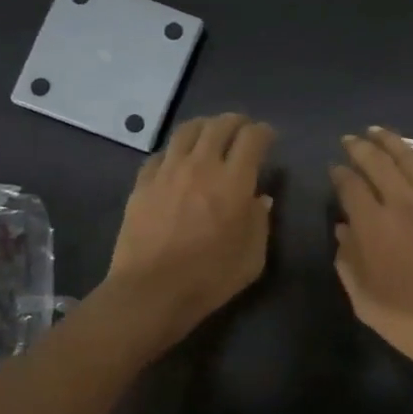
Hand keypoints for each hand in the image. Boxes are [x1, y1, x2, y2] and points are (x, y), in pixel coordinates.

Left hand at [106, 113, 275, 350]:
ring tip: (210, 134)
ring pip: (187, 131)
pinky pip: (161, 154)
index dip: (264, 132)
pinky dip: (176, 151)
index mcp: (234, 181)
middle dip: (236, 122)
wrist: (151, 291)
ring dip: (205, 127)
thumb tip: (259, 199)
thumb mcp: (253, 256)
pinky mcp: (143, 183)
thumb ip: (260, 222)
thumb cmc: (210, 277)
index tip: (269, 138)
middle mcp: (202, 165)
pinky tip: (178, 162)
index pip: (253, 138)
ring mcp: (168, 171)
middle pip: (220, 125)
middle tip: (243, 130)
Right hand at [330, 127, 412, 401]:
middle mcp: (402, 204)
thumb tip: (343, 229)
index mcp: (373, 225)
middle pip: (378, 163)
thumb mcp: (362, 298)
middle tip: (350, 140)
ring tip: (377, 132)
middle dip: (360, 148)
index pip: (351, 186)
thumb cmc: (406, 320)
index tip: (333, 168)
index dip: (339, 174)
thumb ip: (348, 259)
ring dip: (391, 143)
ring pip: (409, 160)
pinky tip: (412, 156)